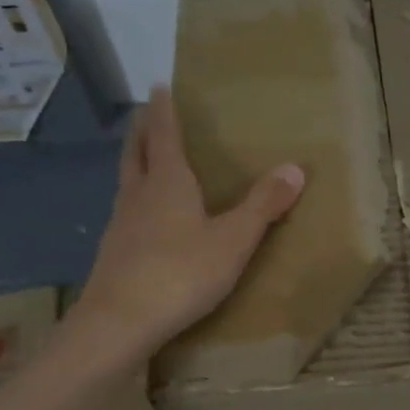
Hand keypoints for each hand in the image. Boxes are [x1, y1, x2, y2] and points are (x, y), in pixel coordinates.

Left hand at [76, 86, 303, 352]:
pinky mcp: (113, 254)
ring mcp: (120, 225)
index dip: (164, 110)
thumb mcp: (233, 241)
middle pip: (136, 153)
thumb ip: (263, 206)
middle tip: (146, 116)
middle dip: (143, 131)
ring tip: (144, 161)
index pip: (164, 135)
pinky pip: (125, 213)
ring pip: (126, 183)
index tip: (158, 87)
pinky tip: (142, 219)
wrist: (119, 323)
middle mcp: (139, 196)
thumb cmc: (181, 273)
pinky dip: (134, 200)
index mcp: (168, 183)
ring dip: (134, 165)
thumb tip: (295, 168)